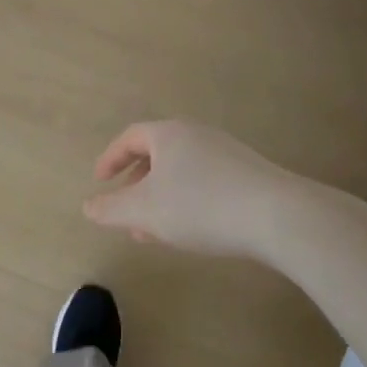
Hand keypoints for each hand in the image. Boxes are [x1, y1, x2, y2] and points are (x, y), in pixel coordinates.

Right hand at [84, 120, 297, 258]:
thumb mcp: (144, 212)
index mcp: (169, 135)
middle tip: (125, 211)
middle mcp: (198, 135)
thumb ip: (110, 209)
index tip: (99, 182)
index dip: (110, 159)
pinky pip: (205, 183)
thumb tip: (88, 206)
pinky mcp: (249, 175)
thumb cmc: (200, 206)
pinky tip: (191, 232)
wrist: (278, 216)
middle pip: (157, 154)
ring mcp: (227, 154)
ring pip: (181, 173)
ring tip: (153, 232)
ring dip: (160, 199)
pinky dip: (186, 202)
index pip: (130, 138)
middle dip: (136, 185)